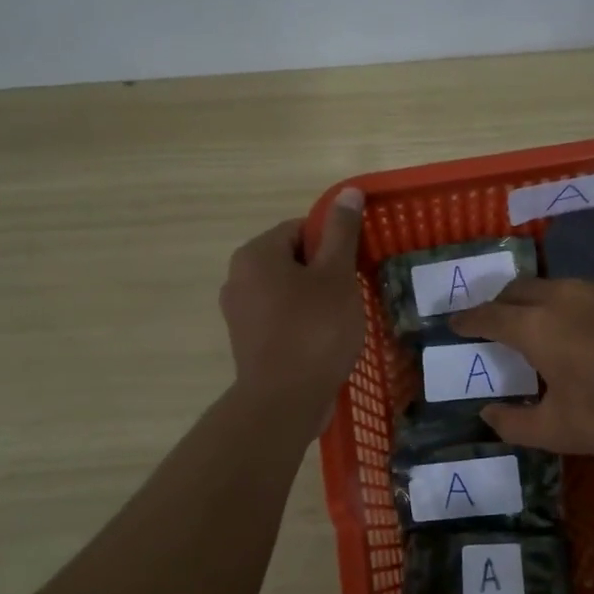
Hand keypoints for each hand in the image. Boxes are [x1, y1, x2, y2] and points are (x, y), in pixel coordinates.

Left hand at [220, 189, 364, 425]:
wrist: (284, 401)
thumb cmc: (314, 330)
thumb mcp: (336, 276)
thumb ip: (342, 233)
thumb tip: (348, 192)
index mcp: (256, 254)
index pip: (300, 229)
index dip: (333, 243)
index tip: (355, 266)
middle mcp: (238, 278)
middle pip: (292, 260)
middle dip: (324, 273)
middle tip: (353, 294)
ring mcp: (239, 313)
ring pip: (287, 292)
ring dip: (316, 299)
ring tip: (343, 320)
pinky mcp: (247, 342)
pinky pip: (280, 319)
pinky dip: (303, 323)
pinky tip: (325, 342)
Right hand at [449, 277, 593, 455]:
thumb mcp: (557, 431)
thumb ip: (514, 424)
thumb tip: (488, 414)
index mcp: (535, 327)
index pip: (489, 316)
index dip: (468, 320)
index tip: (455, 323)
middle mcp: (563, 297)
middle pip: (518, 289)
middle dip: (499, 303)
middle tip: (493, 320)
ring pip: (555, 285)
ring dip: (536, 299)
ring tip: (538, 320)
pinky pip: (588, 291)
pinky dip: (571, 303)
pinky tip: (586, 325)